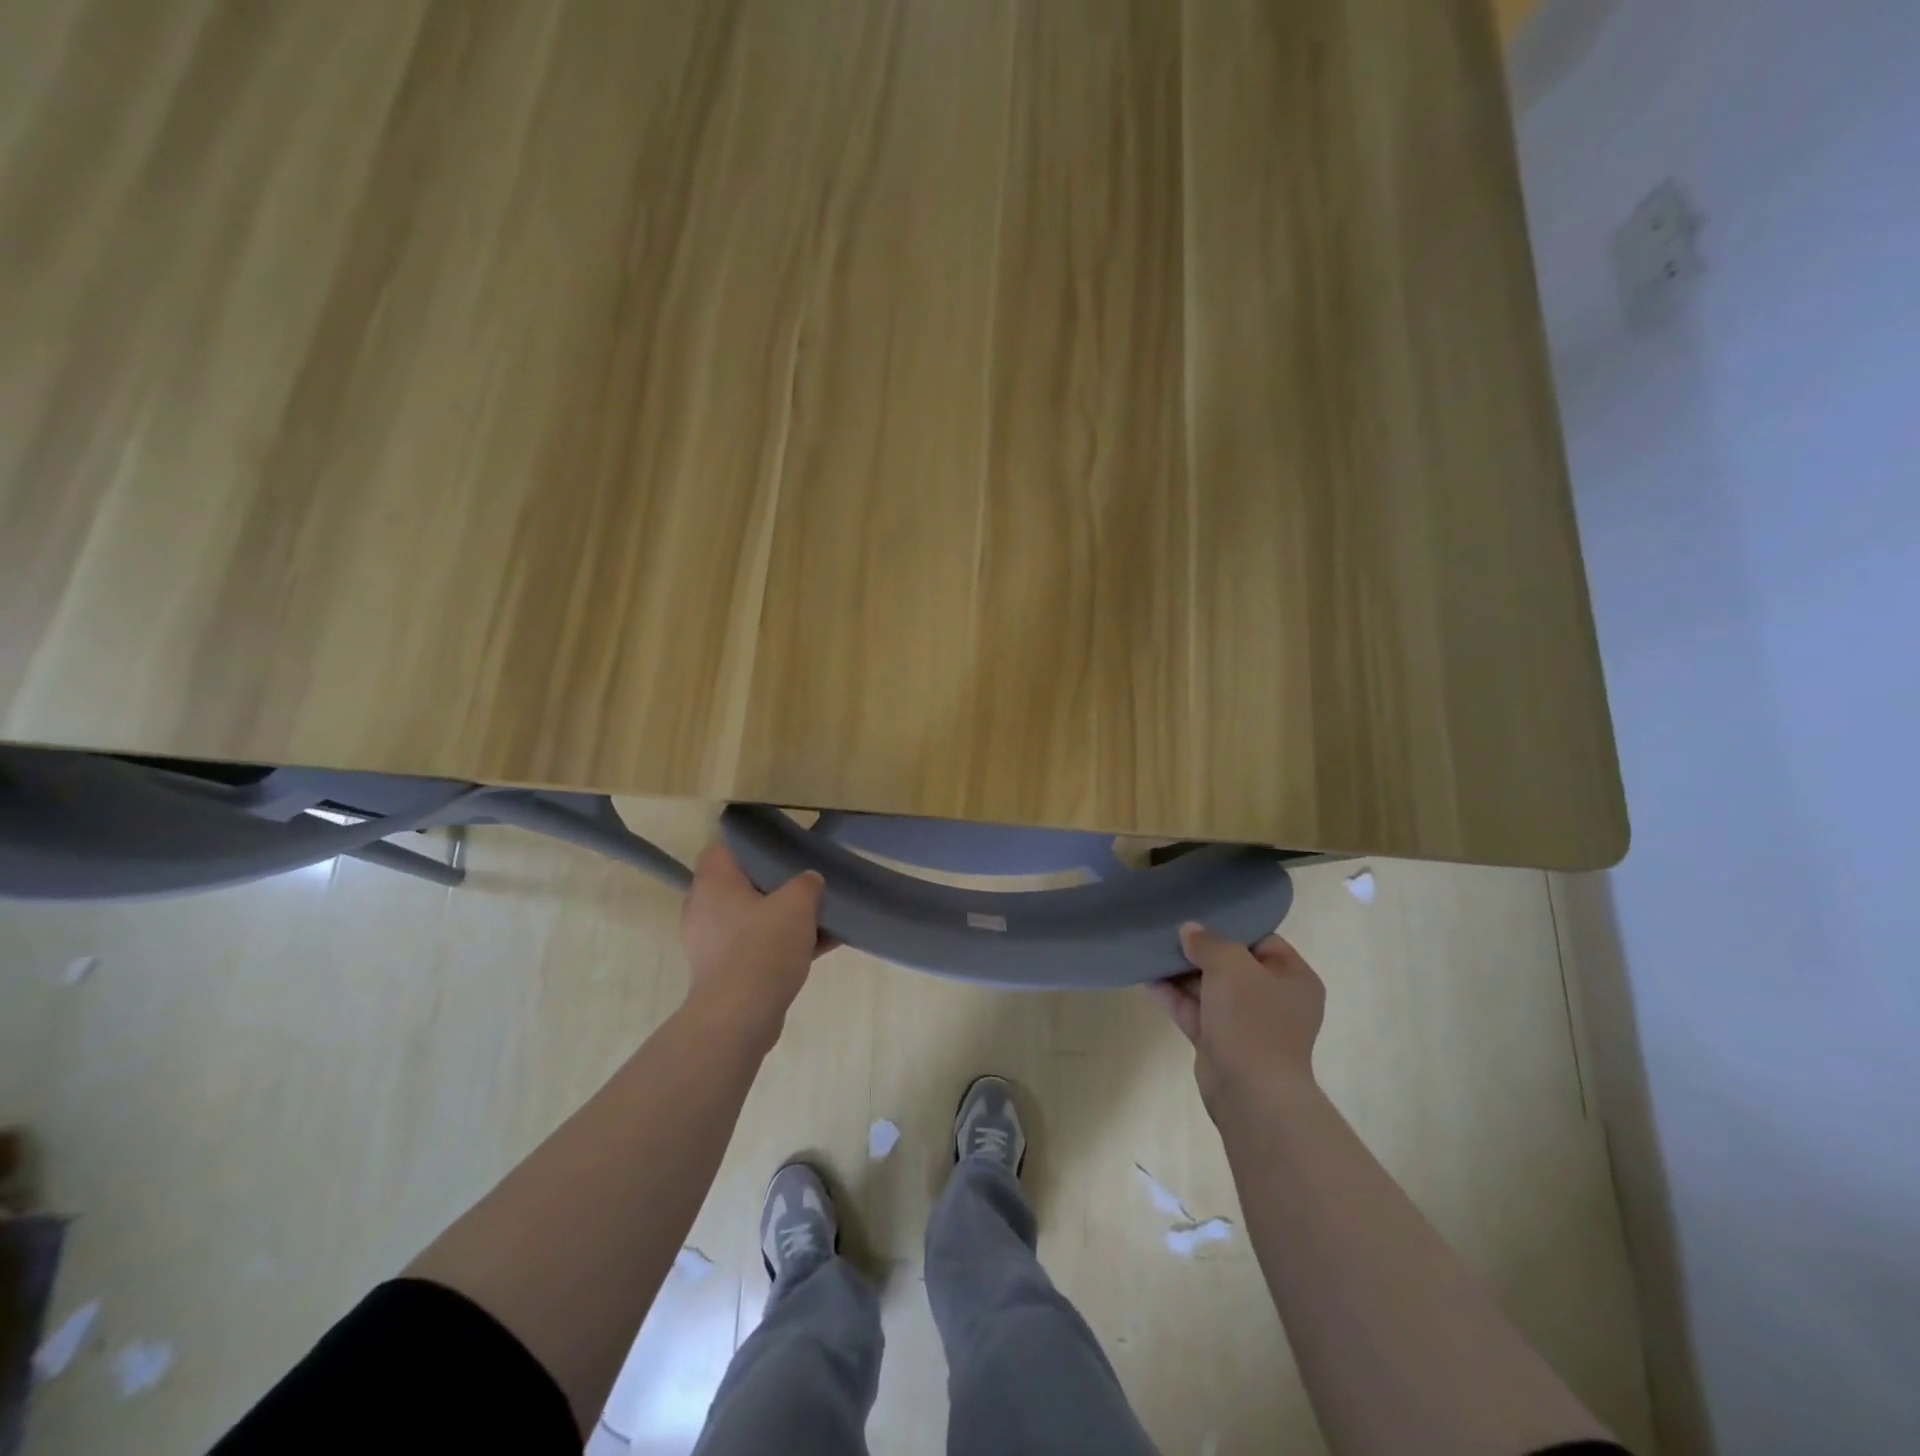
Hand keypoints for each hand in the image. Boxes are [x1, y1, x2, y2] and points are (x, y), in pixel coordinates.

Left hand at [679, 844, 832, 1050]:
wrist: (741, 1016)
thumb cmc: (763, 946)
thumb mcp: (797, 903)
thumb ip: (806, 883)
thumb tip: (809, 881)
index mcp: (713, 884)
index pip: (723, 850)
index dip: (750, 846)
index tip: (781, 850)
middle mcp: (704, 910)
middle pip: (742, 886)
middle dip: (776, 886)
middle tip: (805, 883)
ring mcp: (712, 944)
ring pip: (752, 919)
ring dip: (783, 919)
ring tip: (820, 918)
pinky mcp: (725, 973)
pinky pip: (757, 948)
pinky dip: (782, 945)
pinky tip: (820, 948)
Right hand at [1150, 925, 1325, 1108]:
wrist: (1250, 1092)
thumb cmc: (1252, 1019)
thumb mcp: (1231, 965)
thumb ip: (1208, 942)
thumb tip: (1190, 930)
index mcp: (1293, 977)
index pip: (1262, 941)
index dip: (1230, 927)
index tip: (1198, 916)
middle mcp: (1274, 999)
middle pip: (1232, 964)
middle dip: (1199, 950)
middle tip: (1168, 931)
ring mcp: (1247, 1023)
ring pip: (1210, 988)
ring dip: (1182, 973)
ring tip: (1151, 950)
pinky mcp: (1221, 1043)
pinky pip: (1196, 1011)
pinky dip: (1174, 996)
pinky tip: (1147, 978)